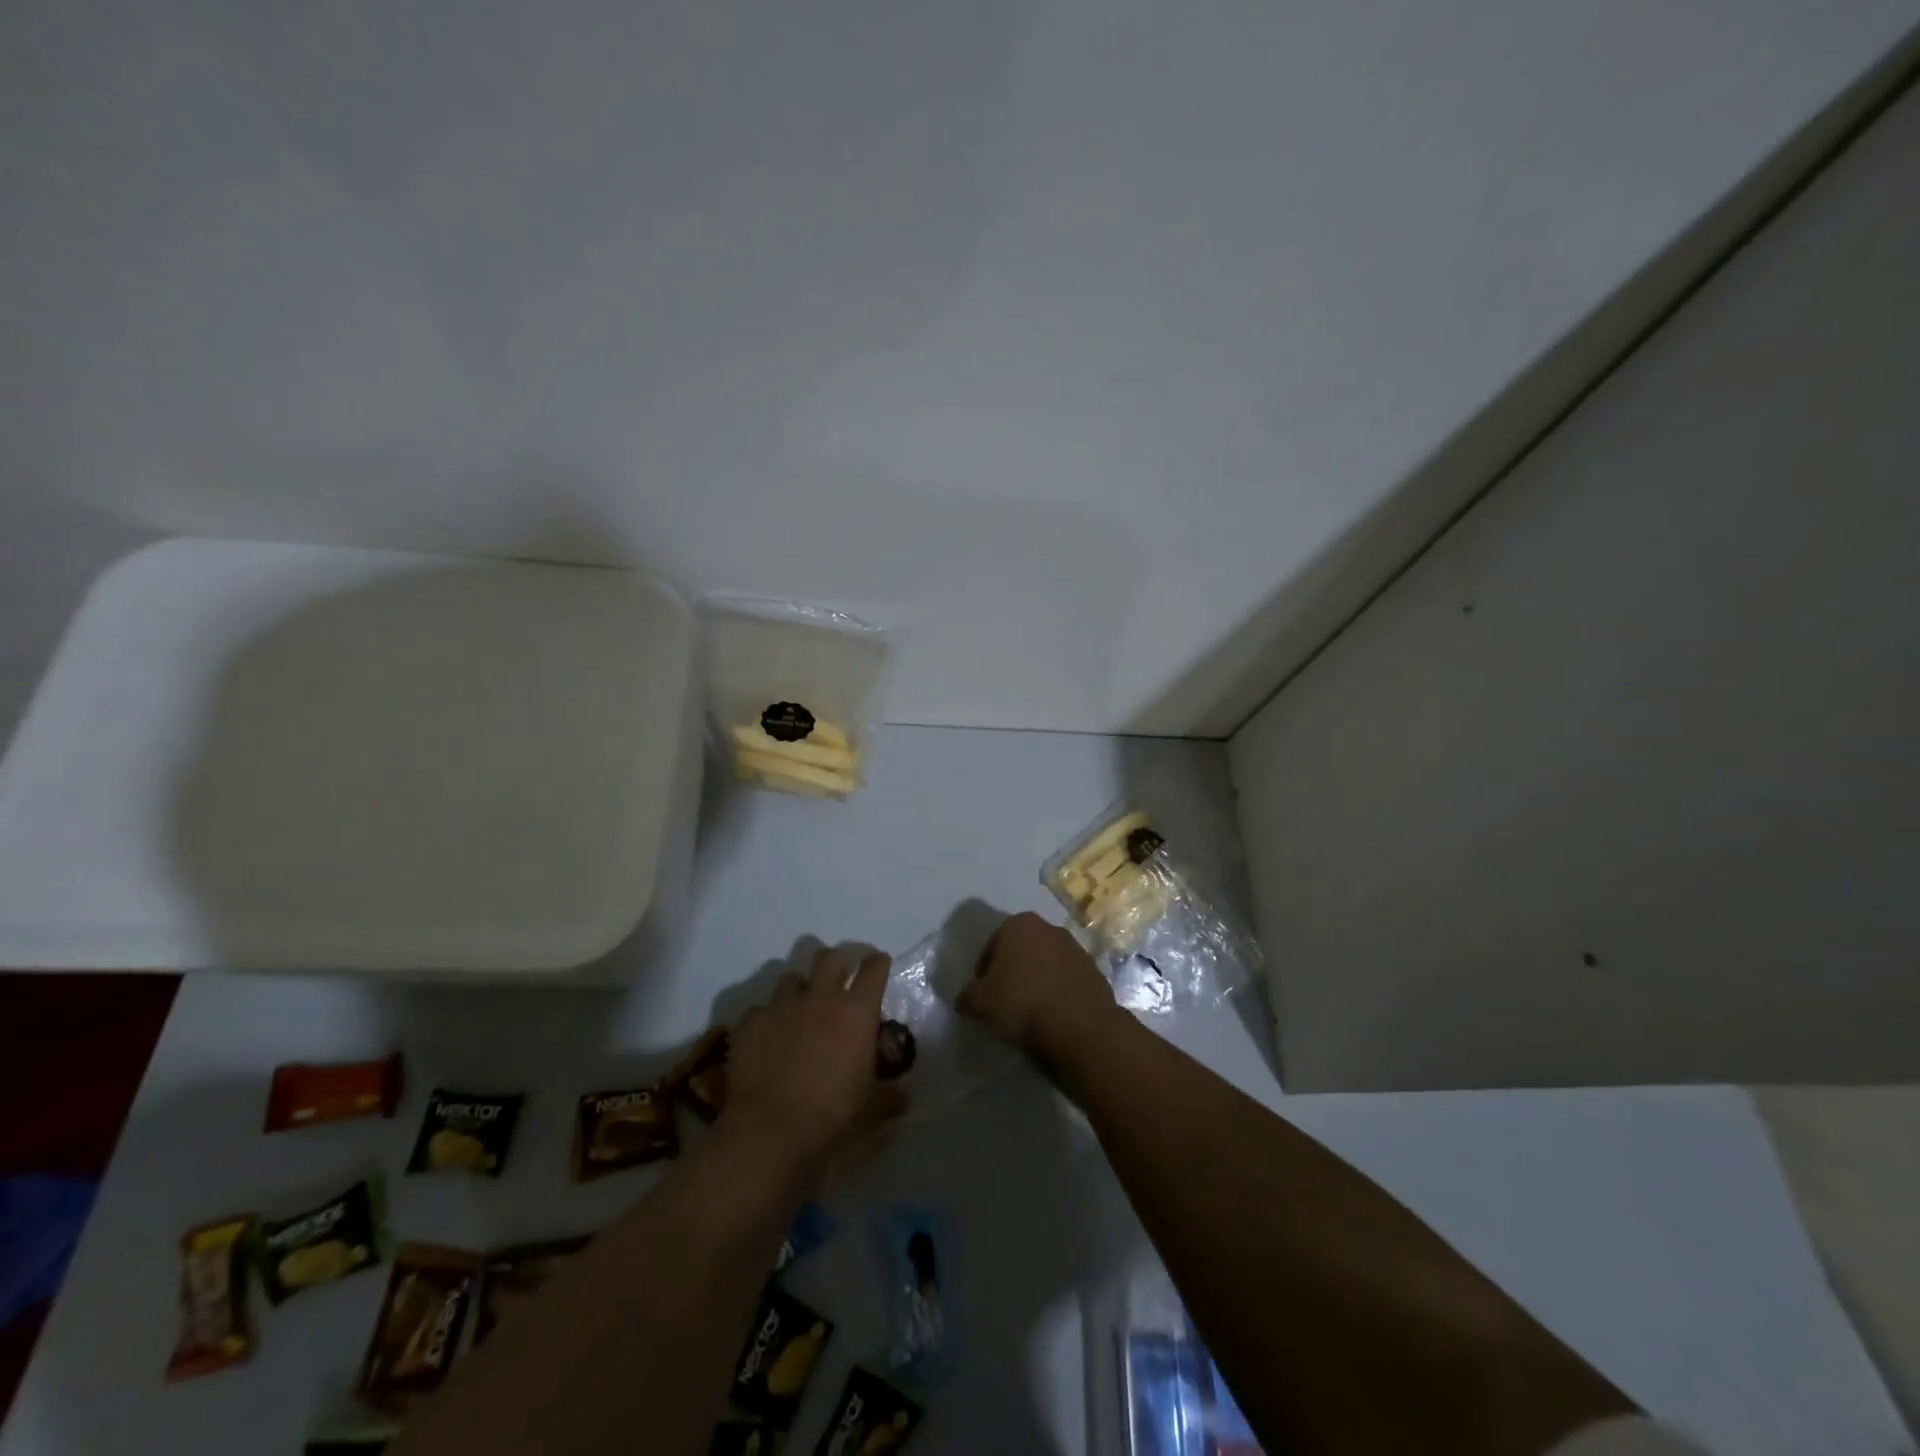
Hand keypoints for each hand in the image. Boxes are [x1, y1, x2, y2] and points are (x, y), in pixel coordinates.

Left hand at [723, 947, 905, 1180]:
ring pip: (791, 977)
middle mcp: (821, 997)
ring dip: (798, 990)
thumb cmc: (831, 1116)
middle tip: (837, 982)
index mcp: (857, 1012)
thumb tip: (903, 1098)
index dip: (877, 964)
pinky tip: (765, 1041)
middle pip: (829, 957)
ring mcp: (782, 1005)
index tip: (878, 968)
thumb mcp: (870, 1110)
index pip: (874, 968)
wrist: (768, 1130)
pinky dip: (766, 1020)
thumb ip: (889, 1097)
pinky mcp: (750, 1021)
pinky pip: (760, 1010)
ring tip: (797, 1012)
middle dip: (835, 963)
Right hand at [957, 912, 1121, 1059]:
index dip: (983, 973)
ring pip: (1045, 964)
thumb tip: (965, 1000)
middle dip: (1012, 973)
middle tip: (1004, 1003)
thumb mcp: (979, 1003)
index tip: (983, 997)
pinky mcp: (1094, 970)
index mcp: (1019, 924)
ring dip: (1036, 982)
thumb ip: (967, 997)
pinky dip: (1057, 993)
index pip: (991, 946)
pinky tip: (1052, 1016)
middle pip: (1020, 952)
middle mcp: (1048, 927)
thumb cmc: (1023, 1003)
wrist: (1080, 1026)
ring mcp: (1075, 948)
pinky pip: (1065, 980)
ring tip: (1030, 1012)